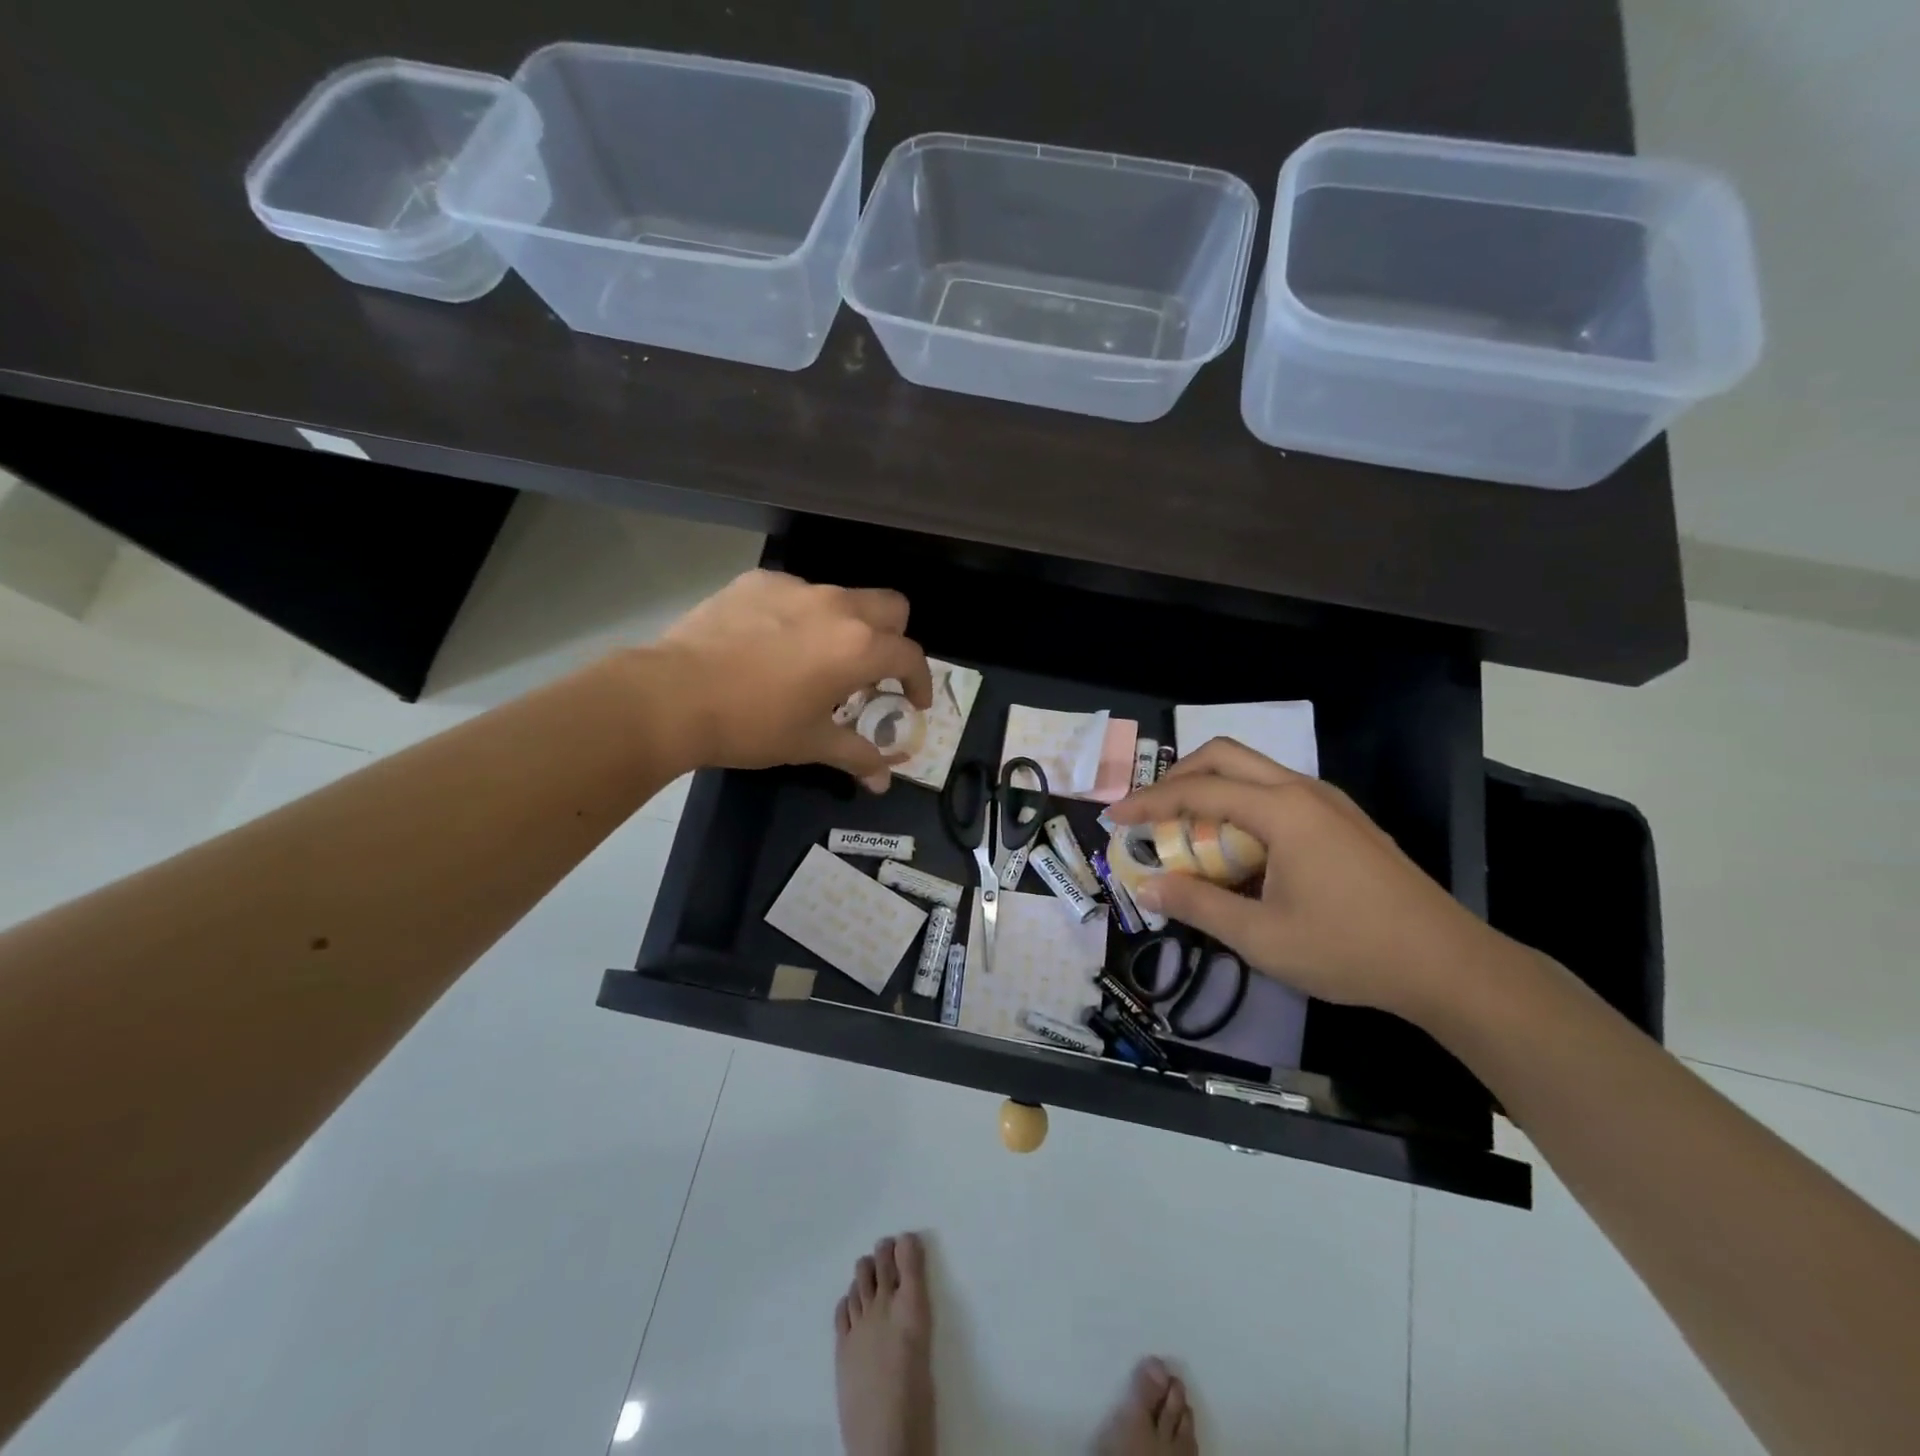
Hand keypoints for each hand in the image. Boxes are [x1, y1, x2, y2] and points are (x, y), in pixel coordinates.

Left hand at [653, 570, 931, 789]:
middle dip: (893, 638)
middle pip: (891, 607)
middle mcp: (836, 607)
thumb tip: (883, 782)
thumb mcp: (810, 744)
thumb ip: (857, 756)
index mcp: (858, 647)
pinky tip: (771, 643)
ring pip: (842, 597)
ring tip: (816, 658)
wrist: (672, 696)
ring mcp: (795, 588)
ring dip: (845, 626)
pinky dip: (798, 616)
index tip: (912, 702)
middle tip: (873, 671)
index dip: (920, 681)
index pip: (911, 656)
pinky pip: (795, 594)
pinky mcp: (757, 581)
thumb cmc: (752, 725)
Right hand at [1108, 737, 1503, 1020]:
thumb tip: (1147, 886)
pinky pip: (1277, 793)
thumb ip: (1198, 905)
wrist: (1448, 965)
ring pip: (1253, 771)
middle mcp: (1303, 791)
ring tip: (1187, 833)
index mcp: (1282, 811)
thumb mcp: (1261, 937)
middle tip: (1150, 812)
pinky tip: (1239, 850)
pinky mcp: (1343, 821)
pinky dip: (1241, 806)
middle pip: (1225, 756)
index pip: (1198, 790)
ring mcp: (1328, 802)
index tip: (1114, 818)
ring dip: (1211, 790)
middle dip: (1178, 777)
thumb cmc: (1350, 949)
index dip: (1149, 802)